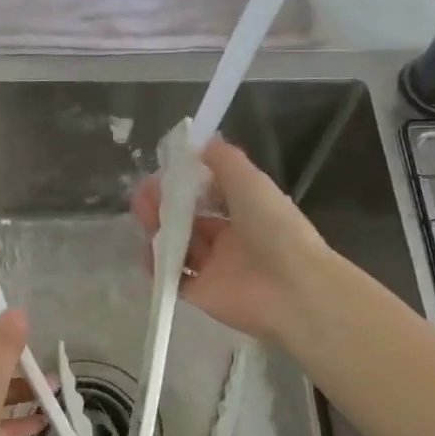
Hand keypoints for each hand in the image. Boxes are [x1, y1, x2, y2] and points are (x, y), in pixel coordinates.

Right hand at [131, 137, 332, 344]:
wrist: (292, 287)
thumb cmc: (274, 228)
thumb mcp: (250, 182)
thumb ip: (224, 160)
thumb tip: (199, 141)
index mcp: (246, 212)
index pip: (209, 195)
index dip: (186, 183)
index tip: (162, 171)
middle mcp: (229, 239)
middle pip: (189, 220)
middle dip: (165, 205)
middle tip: (142, 194)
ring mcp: (215, 268)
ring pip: (178, 247)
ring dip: (159, 231)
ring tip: (142, 216)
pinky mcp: (202, 294)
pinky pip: (173, 278)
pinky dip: (158, 266)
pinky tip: (147, 250)